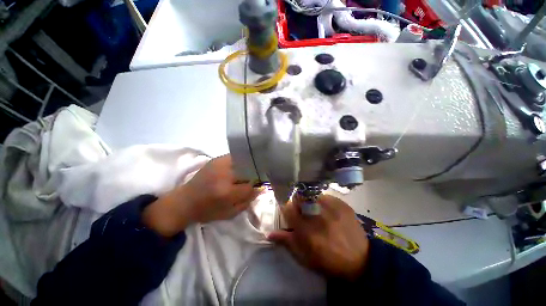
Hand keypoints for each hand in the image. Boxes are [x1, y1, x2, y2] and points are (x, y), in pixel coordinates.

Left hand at [143, 155, 259, 236]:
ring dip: (247, 167)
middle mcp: (223, 175)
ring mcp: (219, 164)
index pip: (249, 187)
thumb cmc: (207, 211)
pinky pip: (234, 157)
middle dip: (252, 175)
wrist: (184, 201)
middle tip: (251, 180)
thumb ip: (246, 201)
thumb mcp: (229, 213)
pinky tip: (237, 168)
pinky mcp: (215, 160)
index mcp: (225, 192)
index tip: (255, 188)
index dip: (254, 188)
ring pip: (242, 161)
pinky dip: (239, 162)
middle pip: (248, 170)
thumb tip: (259, 189)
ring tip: (244, 173)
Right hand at [268, 195, 369, 279]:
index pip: (288, 208)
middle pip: (300, 197)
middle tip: (304, 213)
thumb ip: (287, 241)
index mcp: (305, 228)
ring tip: (317, 212)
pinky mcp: (342, 204)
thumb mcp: (304, 257)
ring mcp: (331, 207)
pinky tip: (329, 212)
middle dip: (298, 203)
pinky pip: (326, 196)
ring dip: (311, 201)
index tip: (291, 213)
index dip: (287, 209)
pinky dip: (323, 202)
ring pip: (312, 195)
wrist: (360, 261)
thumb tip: (270, 233)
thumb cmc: (328, 261)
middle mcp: (317, 214)